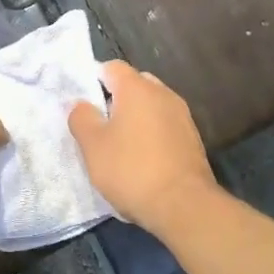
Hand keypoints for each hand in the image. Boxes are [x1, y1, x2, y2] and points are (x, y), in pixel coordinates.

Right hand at [69, 61, 219, 238]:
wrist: (185, 206)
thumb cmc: (132, 170)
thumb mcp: (93, 146)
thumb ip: (81, 118)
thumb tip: (80, 104)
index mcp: (137, 88)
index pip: (112, 67)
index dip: (94, 80)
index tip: (85, 104)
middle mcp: (163, 94)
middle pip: (134, 84)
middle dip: (117, 99)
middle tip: (101, 124)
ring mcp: (182, 116)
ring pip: (152, 106)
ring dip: (136, 118)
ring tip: (121, 145)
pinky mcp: (193, 139)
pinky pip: (165, 126)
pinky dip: (152, 135)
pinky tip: (144, 160)